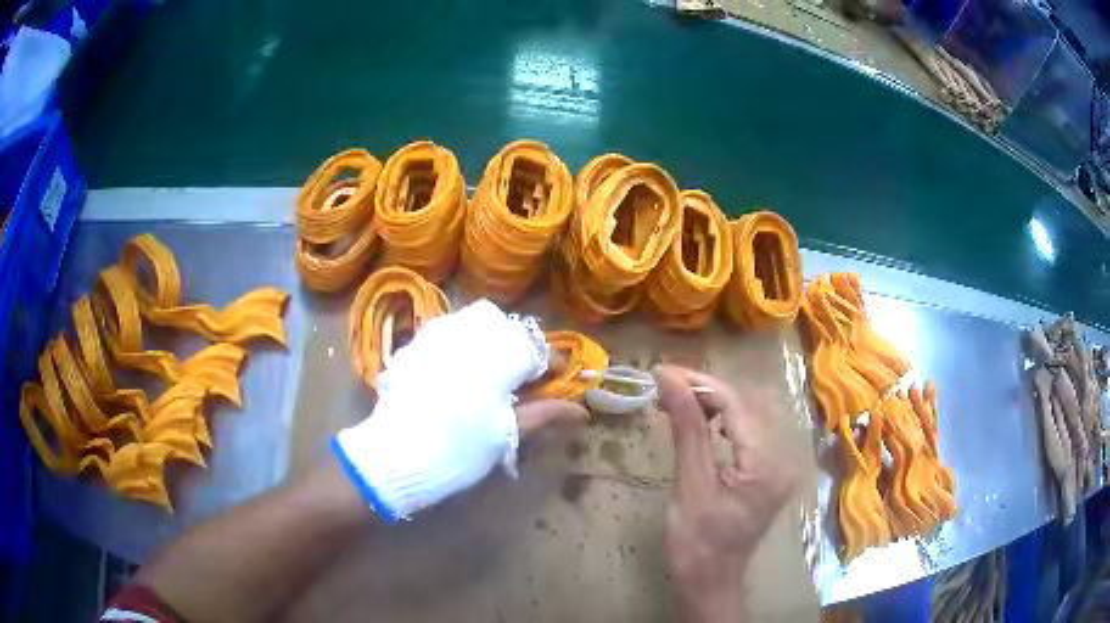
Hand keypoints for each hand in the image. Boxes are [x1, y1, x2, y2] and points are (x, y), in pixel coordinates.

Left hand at [333, 300, 585, 520]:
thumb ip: (544, 414)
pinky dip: (460, 344)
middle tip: (518, 377)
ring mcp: (437, 335)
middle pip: (503, 326)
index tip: (552, 380)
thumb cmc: (460, 448)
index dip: (548, 364)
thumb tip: (581, 412)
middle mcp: (468, 334)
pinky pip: (446, 331)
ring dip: (487, 341)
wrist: (397, 455)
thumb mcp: (506, 434)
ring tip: (488, 372)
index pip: (535, 348)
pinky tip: (456, 372)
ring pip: (472, 322)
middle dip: (516, 346)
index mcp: (497, 355)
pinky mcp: (415, 345)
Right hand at [653, 365, 795, 622]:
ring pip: (749, 413)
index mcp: (767, 463)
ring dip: (714, 402)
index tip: (662, 371)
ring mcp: (780, 462)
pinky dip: (723, 419)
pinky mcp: (770, 469)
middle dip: (706, 389)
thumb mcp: (690, 486)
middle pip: (747, 404)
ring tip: (678, 397)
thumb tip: (668, 380)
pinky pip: (749, 430)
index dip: (699, 384)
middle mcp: (783, 456)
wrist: (711, 581)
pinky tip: (701, 419)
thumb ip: (687, 429)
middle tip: (665, 384)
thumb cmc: (696, 543)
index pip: (737, 405)